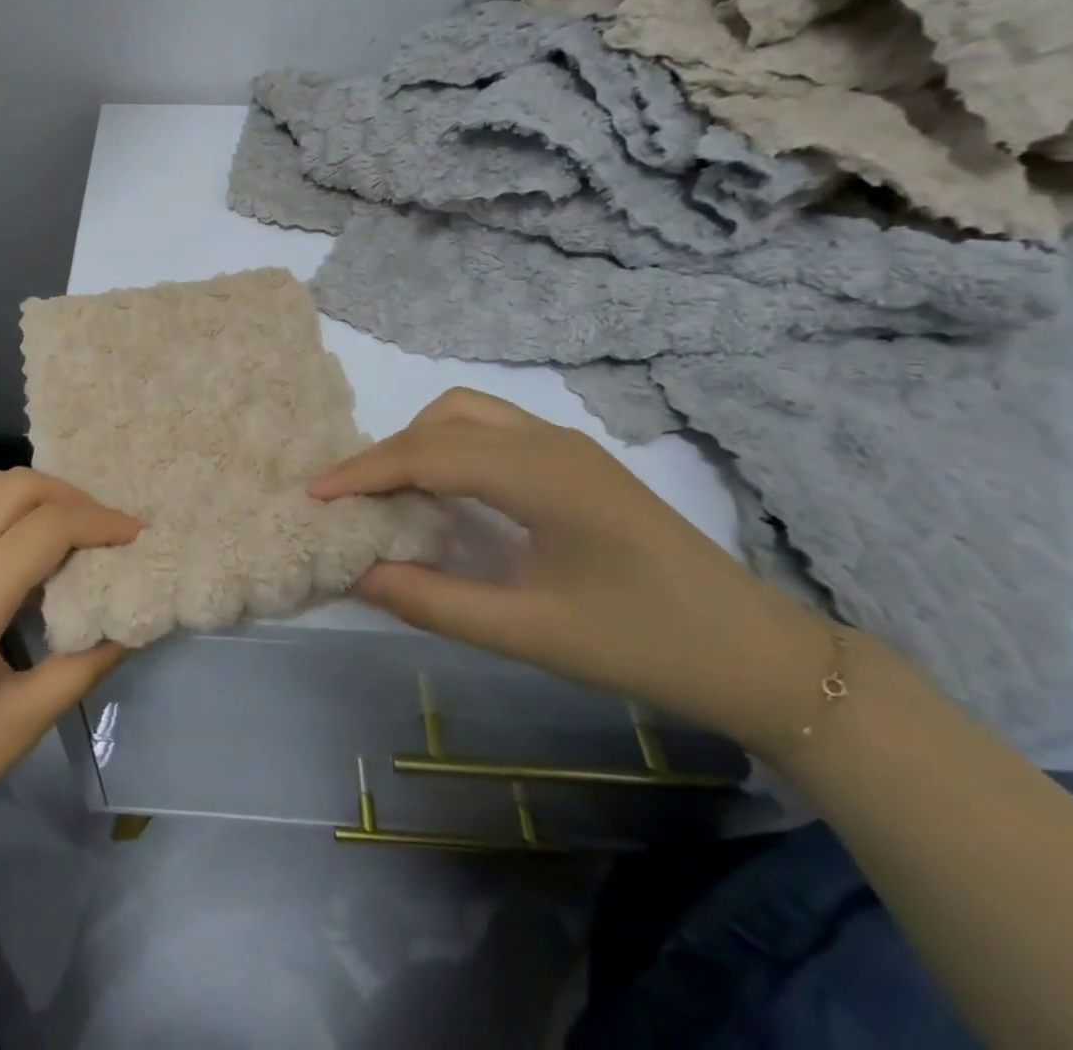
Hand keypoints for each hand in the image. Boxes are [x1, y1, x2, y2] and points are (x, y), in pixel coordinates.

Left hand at [0, 468, 138, 891]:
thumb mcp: (18, 727)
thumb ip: (82, 668)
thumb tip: (130, 626)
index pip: (49, 528)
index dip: (101, 523)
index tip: (135, 535)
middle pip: (13, 488)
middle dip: (68, 496)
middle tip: (100, 528)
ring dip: (20, 488)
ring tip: (50, 520)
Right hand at [310, 389, 837, 755]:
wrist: (759, 656)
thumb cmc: (643, 644)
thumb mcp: (528, 632)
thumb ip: (433, 601)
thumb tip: (358, 574)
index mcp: (540, 475)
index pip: (427, 453)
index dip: (363, 471)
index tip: (313, 495)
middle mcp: (549, 443)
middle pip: (444, 419)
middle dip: (388, 452)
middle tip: (354, 500)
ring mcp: (567, 448)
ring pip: (469, 415)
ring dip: (420, 443)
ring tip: (394, 495)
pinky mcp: (577, 463)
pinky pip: (494, 433)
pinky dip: (451, 449)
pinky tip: (447, 494)